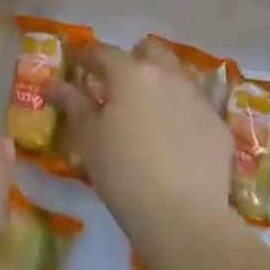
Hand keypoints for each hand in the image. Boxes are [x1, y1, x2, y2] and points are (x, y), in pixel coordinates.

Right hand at [48, 41, 233, 252]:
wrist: (184, 217)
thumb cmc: (123, 172)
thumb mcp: (88, 137)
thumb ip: (71, 103)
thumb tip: (50, 83)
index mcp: (131, 74)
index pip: (104, 52)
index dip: (87, 56)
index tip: (78, 65)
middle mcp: (167, 76)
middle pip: (150, 51)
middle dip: (133, 59)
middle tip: (118, 85)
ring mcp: (197, 99)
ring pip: (176, 77)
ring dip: (159, 83)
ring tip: (147, 111)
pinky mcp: (218, 126)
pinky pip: (194, 108)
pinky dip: (180, 113)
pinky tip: (174, 140)